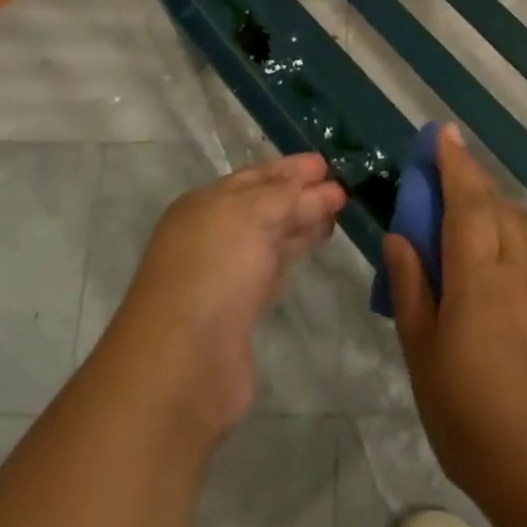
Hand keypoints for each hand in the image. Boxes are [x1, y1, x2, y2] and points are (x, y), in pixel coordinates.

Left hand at [104, 153, 346, 438]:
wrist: (185, 362)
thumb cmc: (215, 272)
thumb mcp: (251, 215)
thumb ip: (287, 195)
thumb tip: (320, 185)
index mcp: (204, 205)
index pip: (254, 177)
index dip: (289, 169)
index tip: (325, 164)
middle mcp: (210, 235)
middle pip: (262, 207)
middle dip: (300, 196)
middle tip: (341, 190)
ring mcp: (223, 274)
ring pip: (269, 238)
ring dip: (300, 225)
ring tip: (335, 216)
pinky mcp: (238, 312)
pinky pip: (271, 270)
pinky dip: (291, 256)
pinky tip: (310, 251)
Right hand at [384, 125, 526, 523]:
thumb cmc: (472, 419)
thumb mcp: (423, 356)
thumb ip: (411, 288)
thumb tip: (400, 235)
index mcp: (479, 278)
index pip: (466, 201)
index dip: (454, 163)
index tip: (443, 133)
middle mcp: (522, 266)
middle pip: (495, 204)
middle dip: (469, 182)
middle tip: (444, 183)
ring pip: (525, 219)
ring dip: (497, 206)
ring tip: (475, 220)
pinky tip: (517, 245)